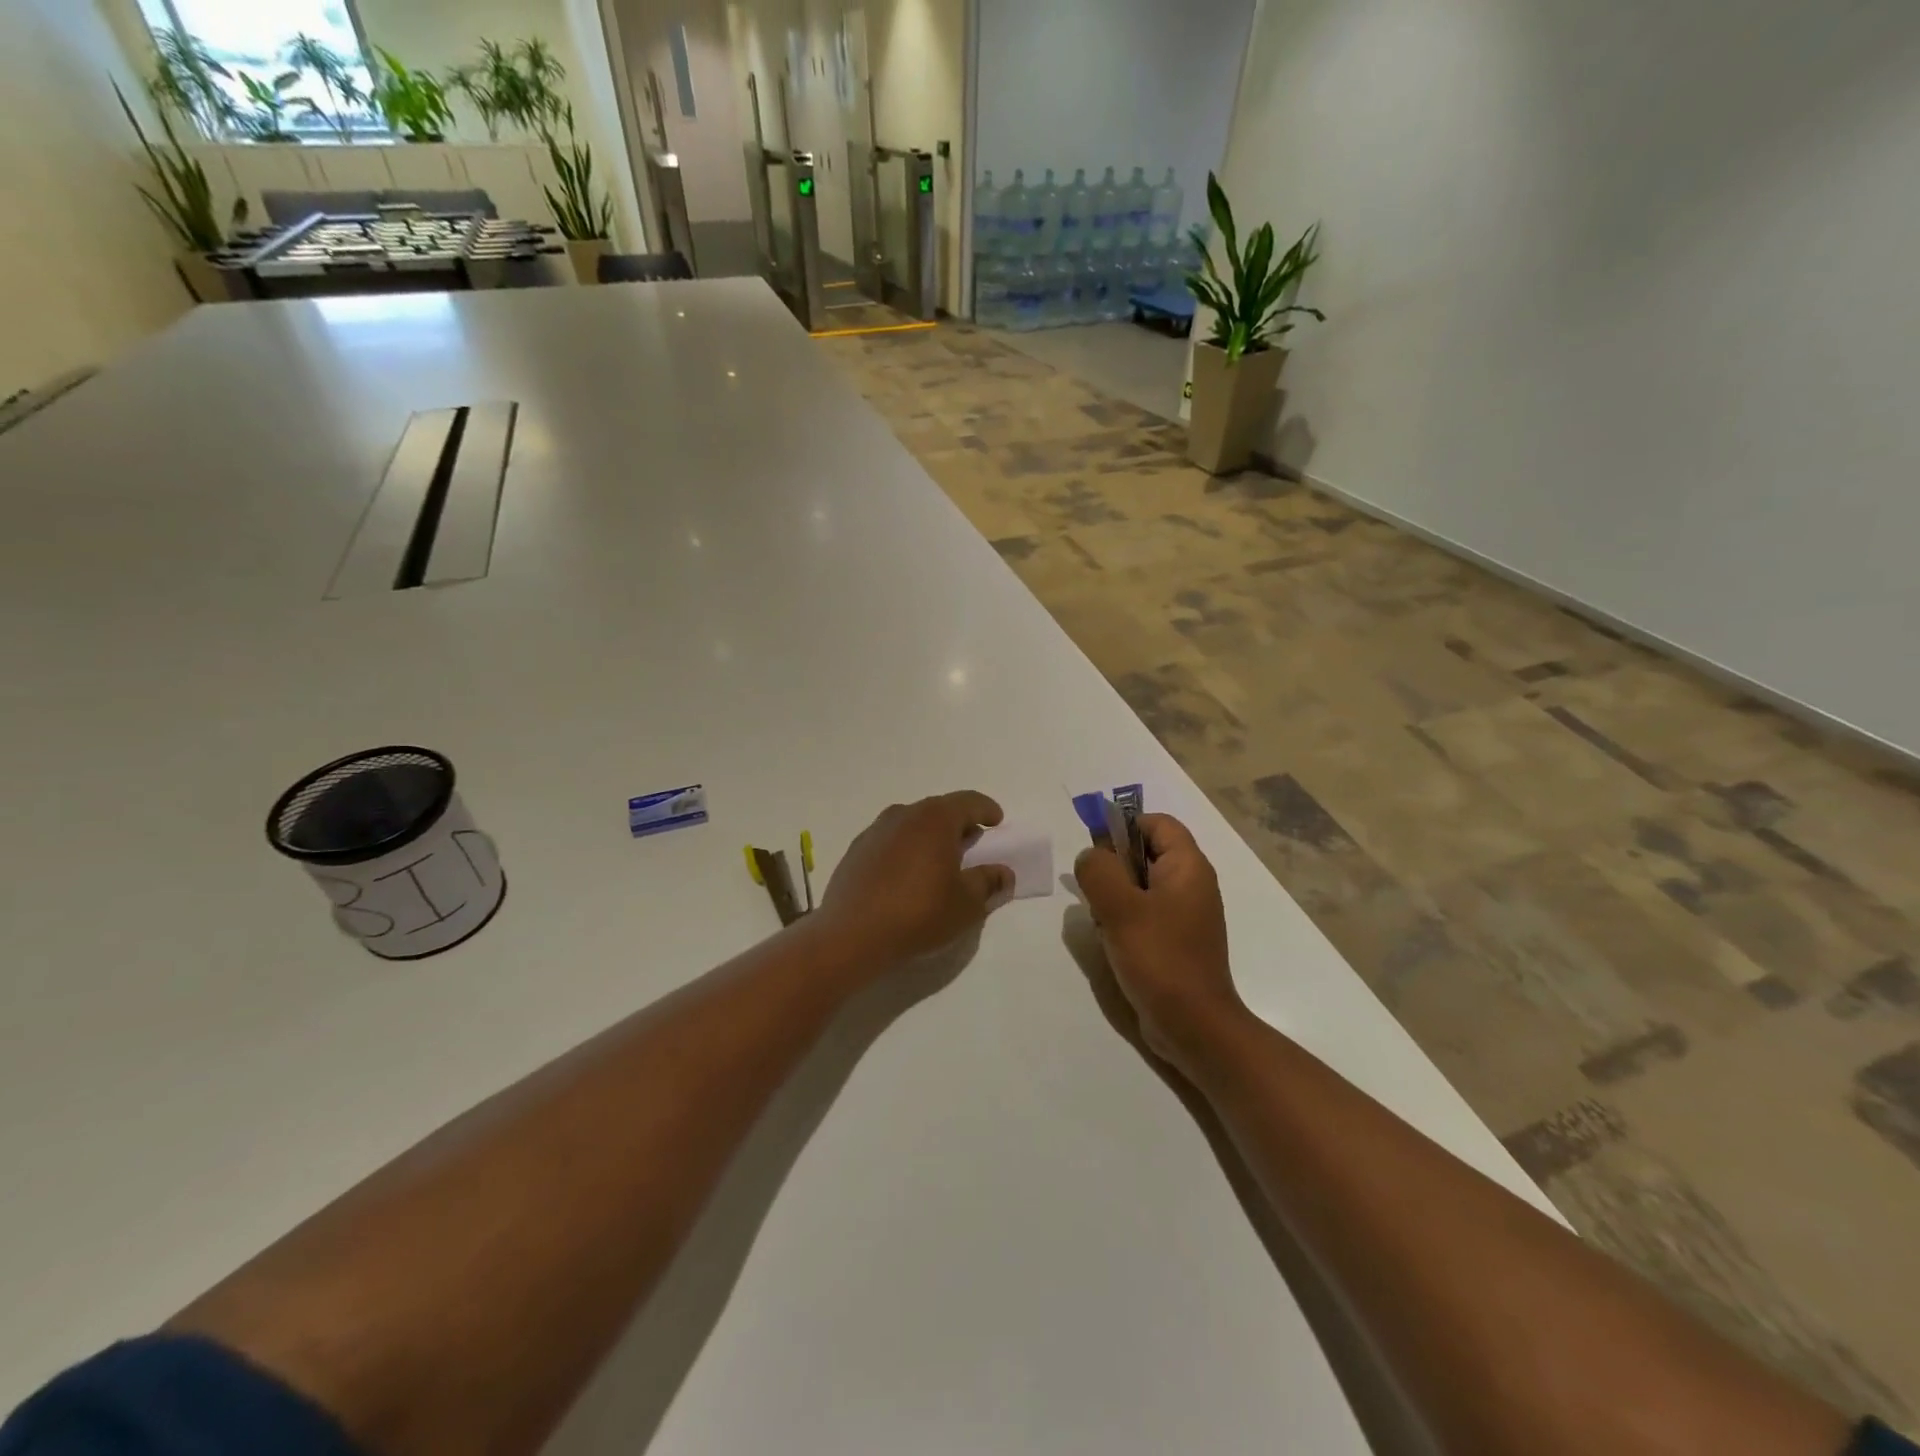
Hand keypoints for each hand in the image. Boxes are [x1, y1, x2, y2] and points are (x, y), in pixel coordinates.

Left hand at [815, 792, 1014, 966]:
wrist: (851, 936)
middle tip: (972, 844)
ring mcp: (875, 831)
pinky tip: (907, 876)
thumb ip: (988, 882)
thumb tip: (1002, 873)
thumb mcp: (967, 903)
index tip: (997, 822)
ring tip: (940, 862)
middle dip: (959, 824)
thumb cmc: (919, 913)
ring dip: (930, 837)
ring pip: (912, 824)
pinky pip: (891, 841)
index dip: (987, 810)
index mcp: (935, 819)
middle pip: (939, 810)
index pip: (969, 802)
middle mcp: (904, 815)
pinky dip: (906, 850)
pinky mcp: (856, 852)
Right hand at [1073, 813, 1245, 1072]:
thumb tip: (1090, 857)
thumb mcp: (1120, 907)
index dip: (1124, 826)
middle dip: (1114, 865)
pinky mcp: (1176, 941)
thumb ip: (1098, 870)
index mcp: (1188, 867)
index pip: (1157, 823)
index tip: (1096, 851)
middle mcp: (1191, 884)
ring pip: (1141, 885)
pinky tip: (1111, 941)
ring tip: (1102, 920)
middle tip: (1094, 891)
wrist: (1194, 1026)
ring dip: (1115, 895)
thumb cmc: (1160, 958)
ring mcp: (1185, 915)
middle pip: (1146, 852)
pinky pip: (1145, 913)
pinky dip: (1124, 919)